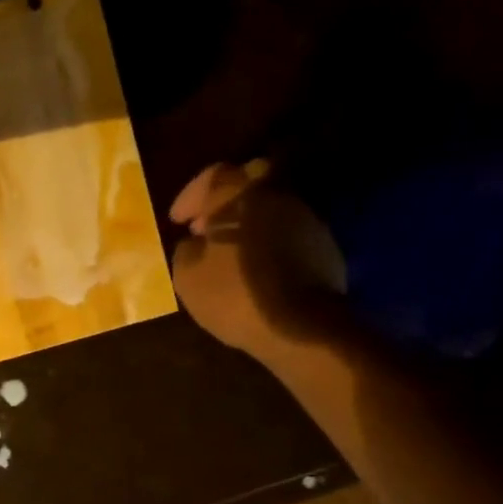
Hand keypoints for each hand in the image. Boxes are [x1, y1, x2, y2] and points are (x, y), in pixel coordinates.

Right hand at [170, 162, 349, 360]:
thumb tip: (196, 243)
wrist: (301, 327)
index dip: (190, 196)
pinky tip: (254, 267)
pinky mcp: (324, 247)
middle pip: (250, 181)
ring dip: (247, 222)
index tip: (178, 221)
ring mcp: (307, 220)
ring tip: (228, 252)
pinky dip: (267, 242)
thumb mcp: (187, 276)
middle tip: (206, 227)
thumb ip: (186, 249)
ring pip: (271, 208)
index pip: (213, 176)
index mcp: (243, 194)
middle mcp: (279, 196)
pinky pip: (287, 233)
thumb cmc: (235, 295)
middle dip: (224, 200)